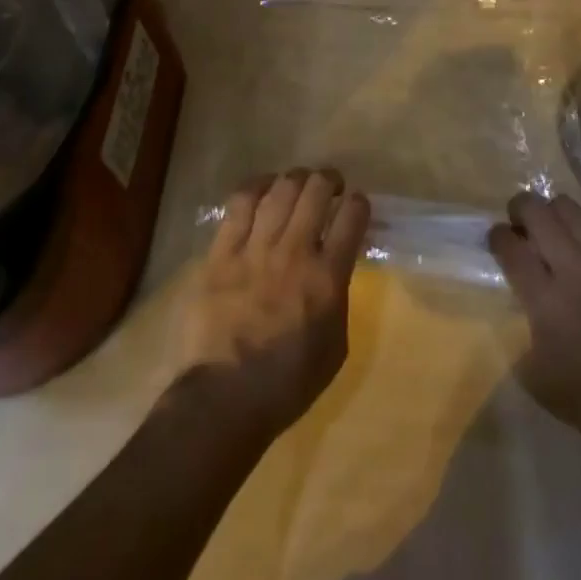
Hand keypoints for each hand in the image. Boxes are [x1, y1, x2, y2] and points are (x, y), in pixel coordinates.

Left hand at [181, 168, 370, 442]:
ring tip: (298, 182)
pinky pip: (240, 203)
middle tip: (329, 186)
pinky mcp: (222, 252)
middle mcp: (295, 252)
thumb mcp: (335, 346)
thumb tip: (334, 269)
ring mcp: (255, 249)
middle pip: (316, 192)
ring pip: (280, 190)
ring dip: (295, 178)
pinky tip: (263, 187)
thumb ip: (338, 299)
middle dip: (328, 180)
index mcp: (327, 278)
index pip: (352, 217)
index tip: (356, 203)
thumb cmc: (287, 384)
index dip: (358, 202)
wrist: (224, 400)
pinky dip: (256, 187)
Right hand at [488, 192, 580, 452]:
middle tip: (524, 225)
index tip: (499, 240)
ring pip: (567, 205)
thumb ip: (523, 342)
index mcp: (546, 302)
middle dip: (520, 211)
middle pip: (534, 211)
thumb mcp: (546, 386)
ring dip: (556, 214)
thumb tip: (519, 312)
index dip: (497, 237)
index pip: (508, 247)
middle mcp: (574, 266)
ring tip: (561, 228)